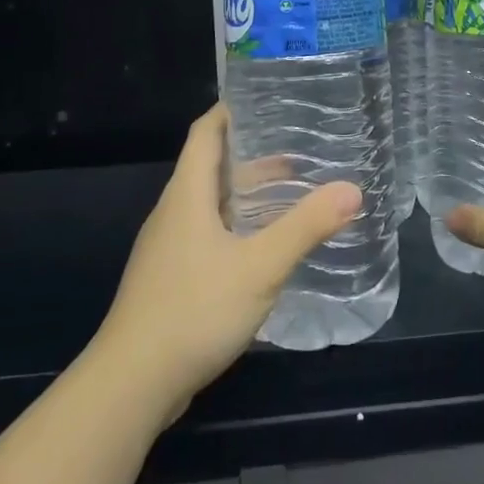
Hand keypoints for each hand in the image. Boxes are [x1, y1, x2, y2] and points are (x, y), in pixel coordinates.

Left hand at [96, 104, 360, 425]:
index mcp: (187, 194)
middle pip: (210, 167)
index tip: (267, 98)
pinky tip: (262, 248)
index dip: (231, 110)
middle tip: (298, 153)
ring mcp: (167, 248)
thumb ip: (306, 226)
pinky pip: (206, 234)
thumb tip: (352, 190)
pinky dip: (236, 226)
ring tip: (289, 196)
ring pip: (209, 204)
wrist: (131, 384)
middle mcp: (173, 212)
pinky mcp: (169, 279)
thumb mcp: (261, 266)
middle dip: (252, 156)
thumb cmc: (194, 309)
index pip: (205, 132)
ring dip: (246, 194)